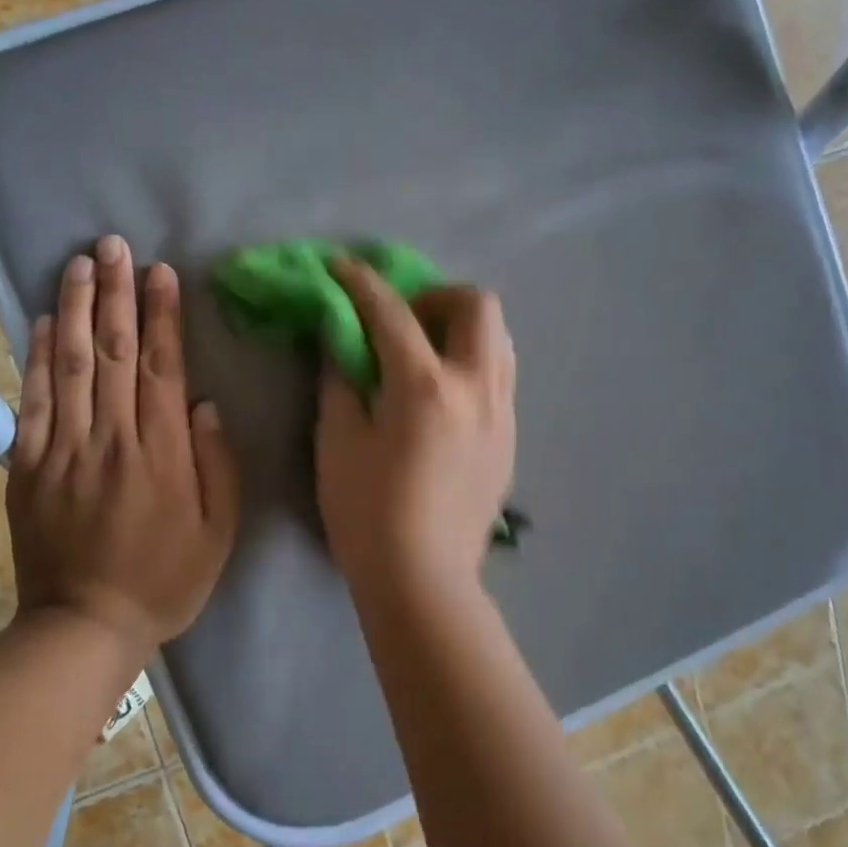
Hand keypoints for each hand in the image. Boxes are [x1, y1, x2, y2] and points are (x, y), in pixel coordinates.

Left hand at [8, 235, 239, 657]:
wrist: (83, 627)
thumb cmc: (164, 580)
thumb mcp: (219, 533)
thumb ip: (218, 465)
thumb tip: (205, 404)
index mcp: (162, 453)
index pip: (161, 368)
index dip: (161, 316)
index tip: (159, 272)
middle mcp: (111, 439)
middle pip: (111, 353)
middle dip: (115, 293)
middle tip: (114, 245)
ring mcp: (63, 450)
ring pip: (68, 366)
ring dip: (73, 309)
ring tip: (78, 263)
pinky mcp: (28, 466)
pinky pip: (31, 403)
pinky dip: (34, 358)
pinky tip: (38, 321)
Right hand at [315, 258, 515, 597]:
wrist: (423, 580)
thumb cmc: (367, 513)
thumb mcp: (337, 441)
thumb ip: (340, 379)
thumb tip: (341, 339)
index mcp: (425, 386)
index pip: (392, 312)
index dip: (361, 282)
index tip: (341, 266)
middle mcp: (475, 387)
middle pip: (476, 305)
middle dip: (435, 294)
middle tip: (401, 318)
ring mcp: (501, 412)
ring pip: (498, 338)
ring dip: (460, 326)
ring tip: (425, 351)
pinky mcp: (510, 438)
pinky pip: (499, 375)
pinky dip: (471, 361)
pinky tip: (442, 393)